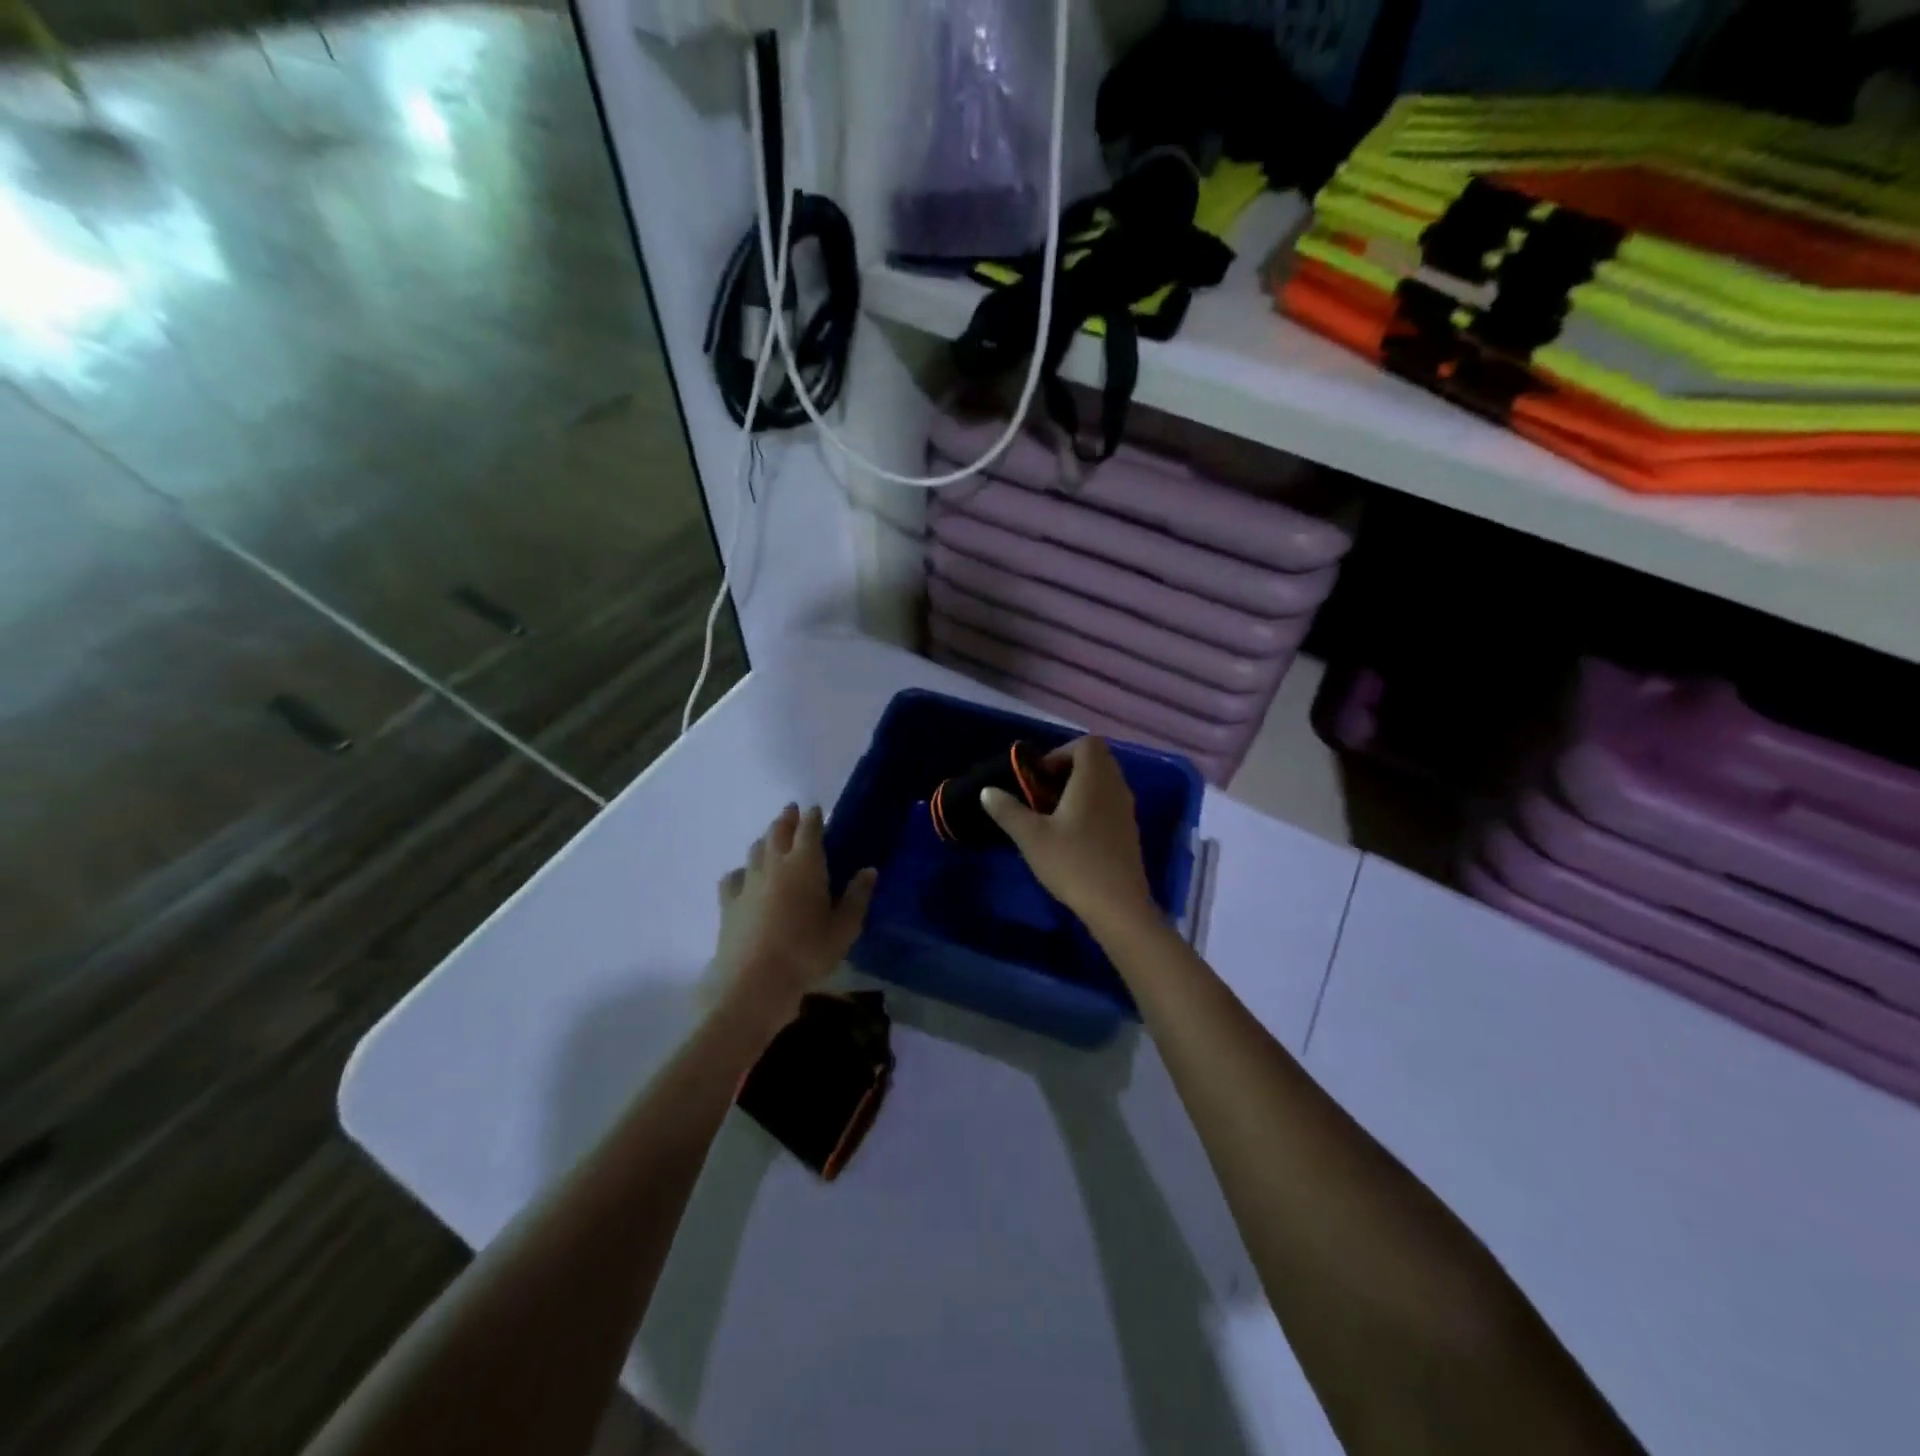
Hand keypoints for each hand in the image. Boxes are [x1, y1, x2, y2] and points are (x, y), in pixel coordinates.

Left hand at [713, 804, 876, 1027]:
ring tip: (772, 838)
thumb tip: (869, 871)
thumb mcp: (844, 929)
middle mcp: (775, 864)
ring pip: (756, 850)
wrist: (753, 982)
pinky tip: (744, 877)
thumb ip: (857, 897)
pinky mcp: (728, 903)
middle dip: (787, 819)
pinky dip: (742, 871)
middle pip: (778, 831)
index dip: (813, 817)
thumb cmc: (807, 953)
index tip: (816, 809)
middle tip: (792, 811)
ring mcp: (748, 882)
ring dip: (766, 839)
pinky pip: (734, 877)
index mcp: (806, 864)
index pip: (809, 830)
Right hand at [981, 737, 1155, 936]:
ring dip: (1078, 788)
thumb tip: (988, 791)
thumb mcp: (1031, 836)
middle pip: (1096, 759)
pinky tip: (1071, 834)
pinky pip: (1109, 801)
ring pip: (1103, 782)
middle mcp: (1115, 786)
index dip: (1060, 752)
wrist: (1118, 905)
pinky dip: (1090, 805)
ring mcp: (1126, 808)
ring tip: (1052, 815)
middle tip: (1042, 794)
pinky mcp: (1129, 830)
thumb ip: (1008, 810)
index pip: (1086, 743)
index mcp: (1094, 778)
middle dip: (1067, 769)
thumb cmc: (1073, 863)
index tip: (1039, 778)